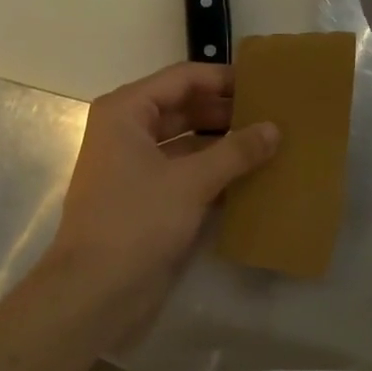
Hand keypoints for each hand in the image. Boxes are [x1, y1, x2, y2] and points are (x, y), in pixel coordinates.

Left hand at [45, 63, 277, 332]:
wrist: (96, 291)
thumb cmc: (137, 222)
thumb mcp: (191, 181)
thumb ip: (235, 151)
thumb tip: (274, 128)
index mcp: (126, 112)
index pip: (183, 79)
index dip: (224, 79)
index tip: (265, 83)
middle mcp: (128, 131)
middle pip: (185, 107)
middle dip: (227, 111)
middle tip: (274, 114)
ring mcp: (136, 166)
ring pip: (188, 142)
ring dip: (224, 143)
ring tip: (270, 143)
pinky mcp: (147, 198)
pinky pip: (186, 172)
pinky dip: (215, 172)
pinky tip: (252, 177)